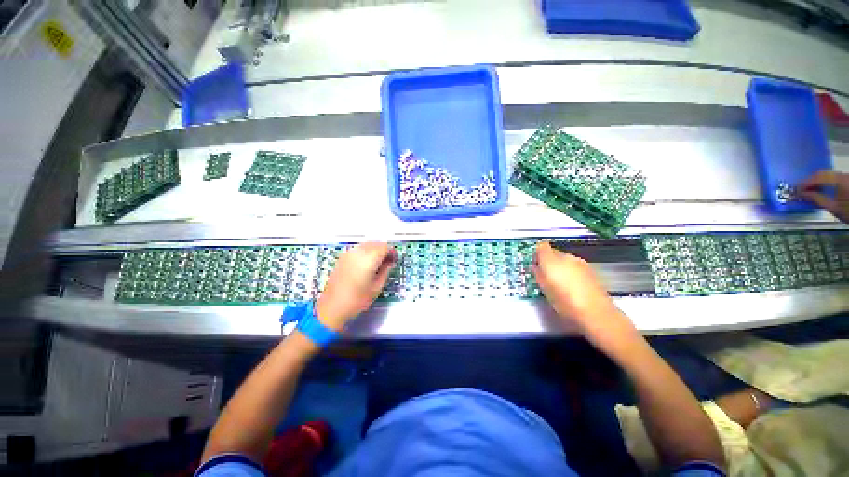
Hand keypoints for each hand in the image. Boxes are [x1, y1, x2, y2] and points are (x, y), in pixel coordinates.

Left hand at [315, 242, 396, 330]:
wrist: (332, 308)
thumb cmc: (357, 300)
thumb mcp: (377, 287)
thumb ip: (385, 271)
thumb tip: (389, 262)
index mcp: (368, 259)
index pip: (385, 247)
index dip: (392, 252)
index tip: (395, 259)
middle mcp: (358, 252)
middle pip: (375, 243)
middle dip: (384, 249)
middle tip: (389, 260)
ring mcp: (348, 254)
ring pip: (366, 244)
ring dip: (375, 249)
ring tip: (378, 262)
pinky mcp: (342, 258)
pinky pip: (358, 249)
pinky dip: (366, 251)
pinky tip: (367, 262)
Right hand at [532, 242, 637, 345]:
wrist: (595, 314)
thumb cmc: (564, 300)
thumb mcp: (543, 287)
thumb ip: (538, 272)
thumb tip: (536, 265)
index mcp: (553, 259)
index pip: (541, 247)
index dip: (537, 254)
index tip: (535, 265)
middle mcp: (568, 257)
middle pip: (554, 253)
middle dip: (548, 262)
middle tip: (545, 277)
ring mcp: (581, 264)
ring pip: (566, 261)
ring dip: (560, 268)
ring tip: (559, 284)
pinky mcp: (591, 272)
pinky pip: (575, 268)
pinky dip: (571, 274)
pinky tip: (572, 288)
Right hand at [799, 170, 848, 223]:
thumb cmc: (848, 211)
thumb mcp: (832, 207)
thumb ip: (817, 199)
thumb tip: (803, 194)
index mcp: (836, 180)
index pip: (816, 177)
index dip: (804, 183)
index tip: (795, 190)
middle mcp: (840, 175)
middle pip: (821, 174)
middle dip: (810, 181)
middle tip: (800, 190)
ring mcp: (844, 176)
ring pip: (826, 174)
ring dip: (816, 181)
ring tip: (809, 190)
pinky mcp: (846, 179)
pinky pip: (831, 177)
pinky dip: (823, 181)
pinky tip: (820, 188)